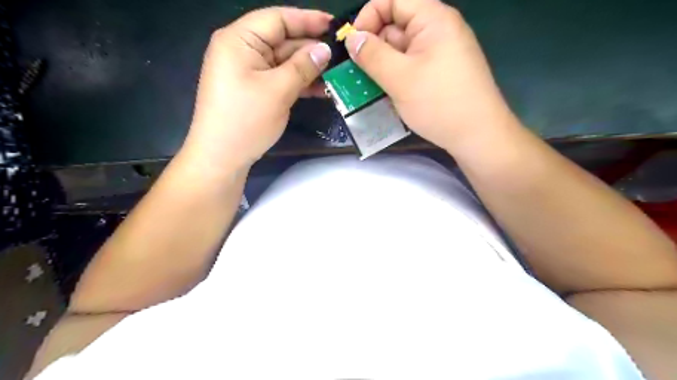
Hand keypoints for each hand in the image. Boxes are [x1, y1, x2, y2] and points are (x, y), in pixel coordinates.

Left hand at [182, 8, 331, 172]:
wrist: (222, 158)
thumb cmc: (245, 120)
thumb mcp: (278, 90)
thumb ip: (303, 66)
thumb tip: (324, 49)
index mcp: (240, 40)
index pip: (278, 19)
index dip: (308, 20)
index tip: (334, 26)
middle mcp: (242, 50)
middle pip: (282, 40)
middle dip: (311, 49)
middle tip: (341, 55)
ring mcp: (248, 71)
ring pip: (284, 62)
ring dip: (308, 69)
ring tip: (336, 75)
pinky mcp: (255, 89)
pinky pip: (280, 79)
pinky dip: (299, 83)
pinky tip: (321, 89)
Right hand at [348, 0, 512, 153]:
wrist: (478, 136)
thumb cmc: (439, 103)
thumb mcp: (400, 78)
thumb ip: (372, 55)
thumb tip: (352, 39)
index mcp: (433, 19)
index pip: (392, 0)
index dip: (368, 16)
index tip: (353, 44)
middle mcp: (437, 30)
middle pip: (395, 25)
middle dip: (373, 46)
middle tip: (355, 72)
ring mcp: (439, 53)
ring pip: (400, 50)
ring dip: (381, 66)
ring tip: (366, 86)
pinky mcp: (438, 73)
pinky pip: (409, 66)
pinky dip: (394, 76)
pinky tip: (384, 93)